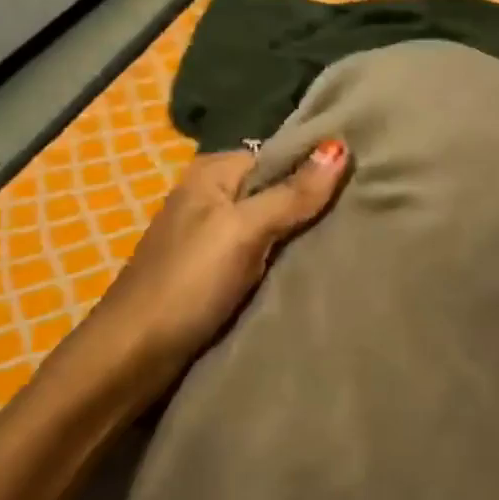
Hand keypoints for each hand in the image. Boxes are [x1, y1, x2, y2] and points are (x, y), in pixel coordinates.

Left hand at [86, 140, 349, 377]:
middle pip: (273, 190)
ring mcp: (209, 237)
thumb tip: (340, 146)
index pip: (276, 155)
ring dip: (299, 236)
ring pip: (268, 226)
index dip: (315, 166)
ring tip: (349, 242)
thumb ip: (292, 193)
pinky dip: (282, 262)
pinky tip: (311, 270)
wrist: (135, 353)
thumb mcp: (244, 230)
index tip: (362, 179)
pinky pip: (259, 256)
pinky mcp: (212, 273)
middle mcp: (209, 196)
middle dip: (311, 203)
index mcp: (211, 173)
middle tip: (363, 214)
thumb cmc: (189, 281)